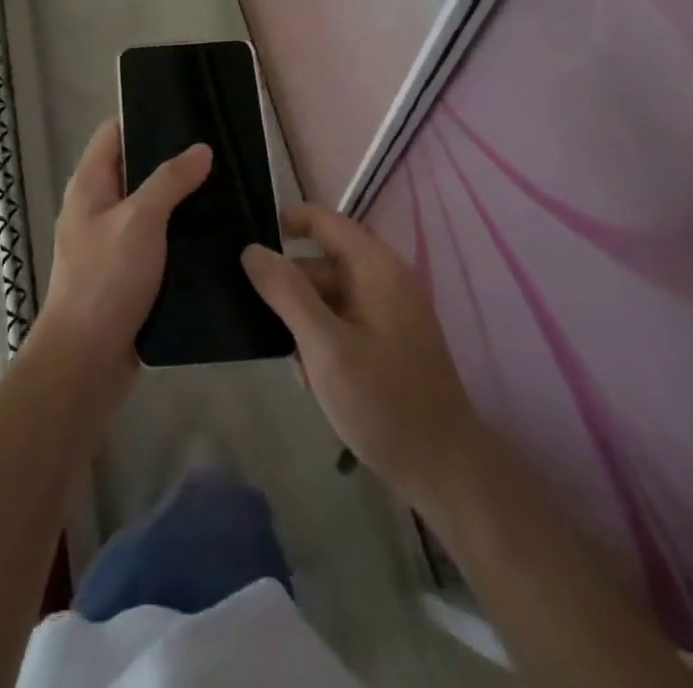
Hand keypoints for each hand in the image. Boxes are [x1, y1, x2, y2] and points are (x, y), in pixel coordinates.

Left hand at [33, 119, 211, 378]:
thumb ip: (169, 180)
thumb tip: (201, 148)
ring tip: (227, 188)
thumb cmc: (105, 279)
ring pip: (150, 206)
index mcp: (89, 184)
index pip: (114, 133)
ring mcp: (111, 240)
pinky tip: (215, 233)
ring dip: (180, 200)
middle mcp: (97, 206)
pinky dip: (179, 234)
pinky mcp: (128, 271)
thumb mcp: (140, 221)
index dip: (145, 119)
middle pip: (135, 168)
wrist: (86, 361)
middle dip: (172, 160)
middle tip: (220, 153)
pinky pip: (156, 240)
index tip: (188, 115)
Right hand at [243, 205, 474, 505]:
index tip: (246, 248)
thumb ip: (287, 292)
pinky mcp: (389, 339)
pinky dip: (322, 338)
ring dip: (303, 320)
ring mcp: (389, 310)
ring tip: (290, 361)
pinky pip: (343, 320)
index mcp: (376, 267)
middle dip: (289, 287)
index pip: (321, 219)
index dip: (282, 224)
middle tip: (257, 318)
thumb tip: (251, 249)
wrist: (446, 473)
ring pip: (329, 295)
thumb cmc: (384, 403)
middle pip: (321, 261)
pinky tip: (313, 378)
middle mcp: (385, 278)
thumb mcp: (326, 347)